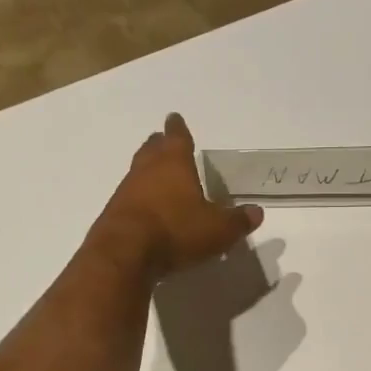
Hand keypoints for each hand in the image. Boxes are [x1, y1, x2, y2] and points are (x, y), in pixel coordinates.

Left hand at [93, 114, 263, 279]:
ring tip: (155, 173)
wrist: (124, 253)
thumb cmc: (175, 230)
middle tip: (162, 139)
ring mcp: (126, 190)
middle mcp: (147, 169)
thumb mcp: (217, 229)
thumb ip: (237, 220)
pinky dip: (138, 196)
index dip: (178, 128)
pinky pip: (129, 196)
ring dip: (146, 169)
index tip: (174, 118)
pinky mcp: (113, 213)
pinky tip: (145, 207)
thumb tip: (257, 212)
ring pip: (138, 171)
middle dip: (159, 143)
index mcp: (174, 163)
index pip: (177, 137)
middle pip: (152, 149)